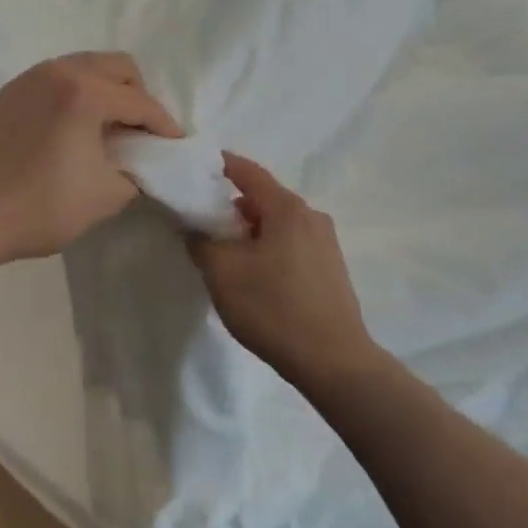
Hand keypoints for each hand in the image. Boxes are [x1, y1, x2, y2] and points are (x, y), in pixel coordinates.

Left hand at [0, 52, 182, 264]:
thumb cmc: (42, 207)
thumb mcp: (107, 195)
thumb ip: (138, 170)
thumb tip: (142, 160)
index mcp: (85, 92)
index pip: (140, 102)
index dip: (164, 125)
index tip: (176, 144)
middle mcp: (58, 71)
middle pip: (116, 67)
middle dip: (138, 96)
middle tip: (141, 131)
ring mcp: (29, 78)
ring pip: (85, 67)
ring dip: (106, 91)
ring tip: (109, 127)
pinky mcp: (10, 91)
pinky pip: (56, 79)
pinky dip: (76, 94)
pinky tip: (73, 128)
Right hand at [188, 153, 377, 389]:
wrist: (334, 362)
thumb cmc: (273, 308)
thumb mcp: (222, 273)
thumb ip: (201, 241)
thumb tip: (194, 227)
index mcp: (287, 208)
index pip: (247, 171)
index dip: (219, 165)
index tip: (194, 168)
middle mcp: (311, 216)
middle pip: (264, 197)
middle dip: (232, 205)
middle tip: (203, 221)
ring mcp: (326, 243)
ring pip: (278, 222)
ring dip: (250, 230)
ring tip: (227, 254)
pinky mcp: (331, 268)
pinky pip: (292, 243)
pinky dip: (269, 246)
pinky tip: (256, 275)